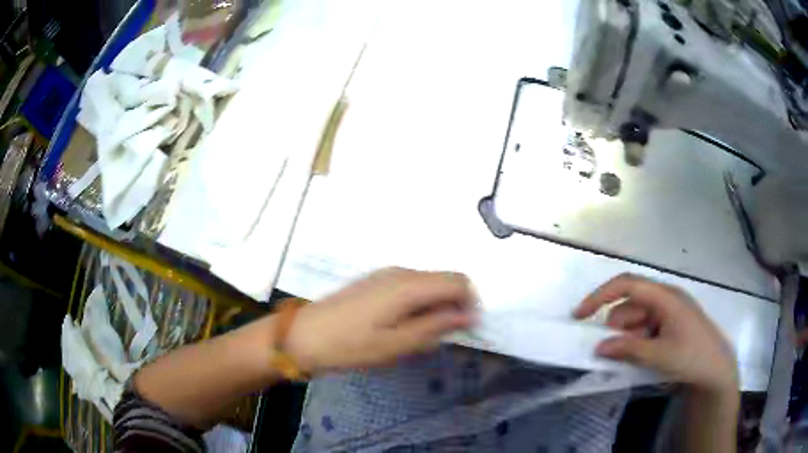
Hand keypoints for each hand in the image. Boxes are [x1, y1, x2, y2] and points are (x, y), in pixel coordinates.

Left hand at [285, 267, 477, 373]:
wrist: (304, 335)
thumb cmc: (350, 345)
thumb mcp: (396, 344)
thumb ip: (435, 326)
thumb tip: (468, 316)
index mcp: (408, 285)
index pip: (458, 281)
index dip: (471, 303)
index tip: (467, 329)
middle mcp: (400, 272)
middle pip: (444, 280)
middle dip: (453, 306)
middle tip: (442, 338)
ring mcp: (386, 275)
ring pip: (427, 284)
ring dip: (435, 306)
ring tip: (420, 337)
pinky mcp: (375, 282)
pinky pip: (410, 288)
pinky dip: (418, 304)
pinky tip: (402, 326)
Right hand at [573, 273, 737, 393]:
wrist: (716, 368)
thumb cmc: (691, 356)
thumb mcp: (658, 356)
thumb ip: (628, 349)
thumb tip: (599, 347)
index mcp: (664, 297)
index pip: (626, 284)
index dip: (600, 295)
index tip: (580, 316)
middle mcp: (665, 297)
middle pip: (630, 304)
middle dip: (618, 328)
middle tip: (617, 354)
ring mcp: (669, 309)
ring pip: (637, 317)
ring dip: (630, 337)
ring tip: (638, 359)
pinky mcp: (671, 322)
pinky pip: (646, 326)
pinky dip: (639, 340)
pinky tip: (645, 356)